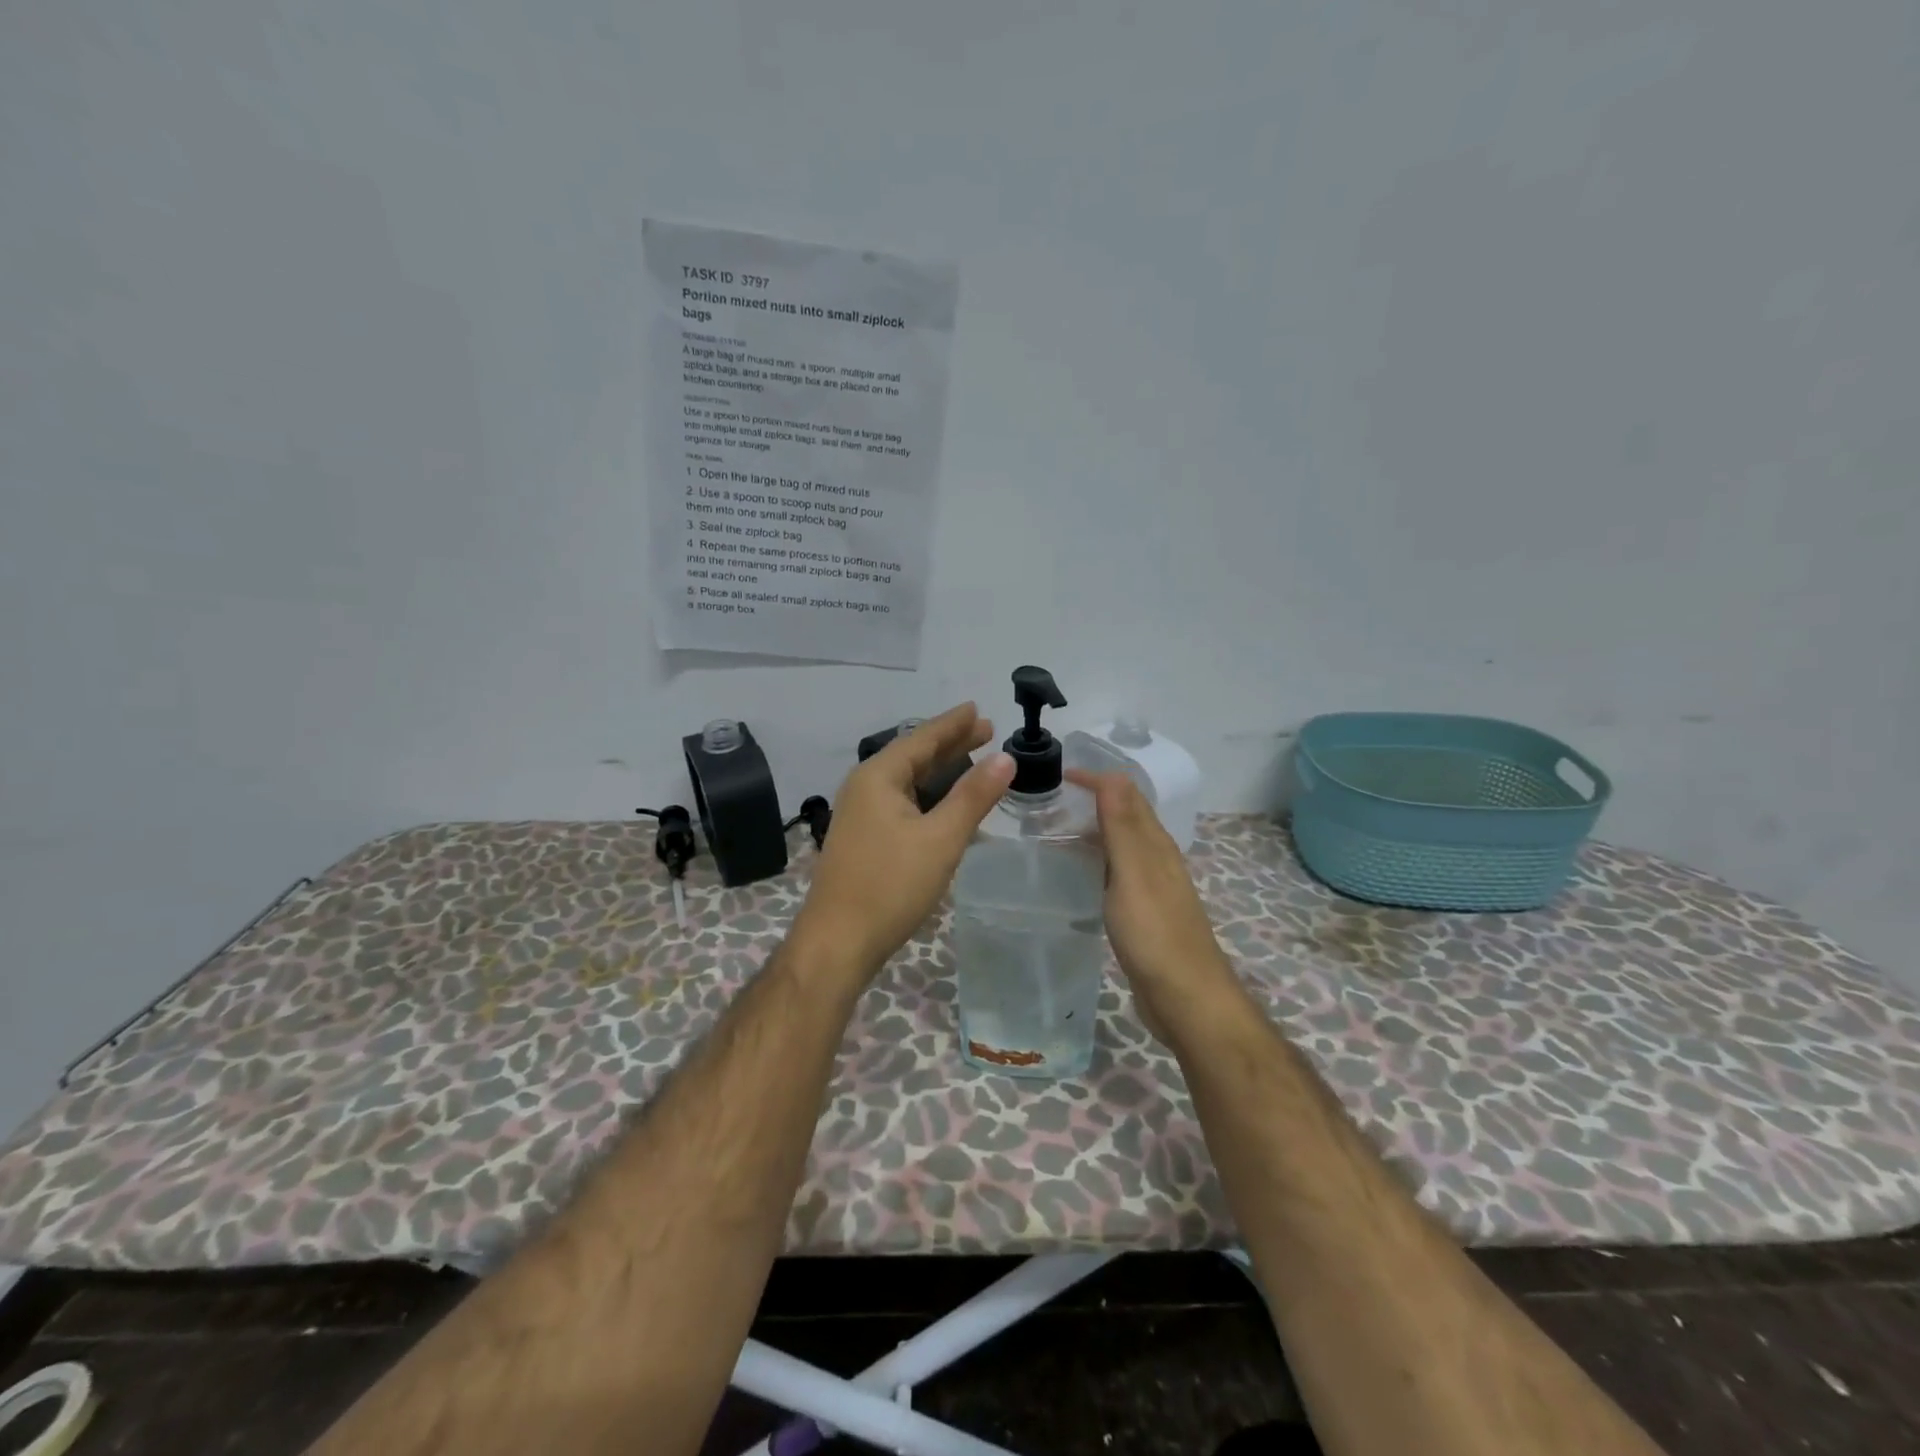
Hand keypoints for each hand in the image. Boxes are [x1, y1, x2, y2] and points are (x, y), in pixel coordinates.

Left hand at [795, 703, 1015, 977]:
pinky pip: (903, 803)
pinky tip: (947, 805)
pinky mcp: (864, 838)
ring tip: (972, 760)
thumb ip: (973, 796)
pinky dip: (929, 797)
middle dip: (950, 744)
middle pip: (913, 756)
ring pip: (908, 782)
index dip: (953, 724)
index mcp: (878, 777)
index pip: (922, 738)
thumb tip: (1005, 758)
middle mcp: (865, 787)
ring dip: (941, 771)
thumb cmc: (891, 885)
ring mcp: (861, 814)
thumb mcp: (941, 838)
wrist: (838, 942)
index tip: (978, 708)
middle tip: (986, 731)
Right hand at [1070, 769, 1237, 1039]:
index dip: (1095, 780)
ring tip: (1051, 834)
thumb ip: (1122, 825)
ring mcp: (1150, 888)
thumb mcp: (1133, 873)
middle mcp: (1155, 859)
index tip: (1057, 777)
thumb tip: (1112, 774)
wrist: (1185, 998)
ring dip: (1090, 832)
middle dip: (1090, 801)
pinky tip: (1074, 877)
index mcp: (1155, 844)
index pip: (1125, 795)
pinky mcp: (1142, 914)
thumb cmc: (1155, 933)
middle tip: (1046, 803)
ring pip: (1118, 846)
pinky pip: (1114, 874)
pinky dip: (1093, 863)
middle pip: (1124, 817)